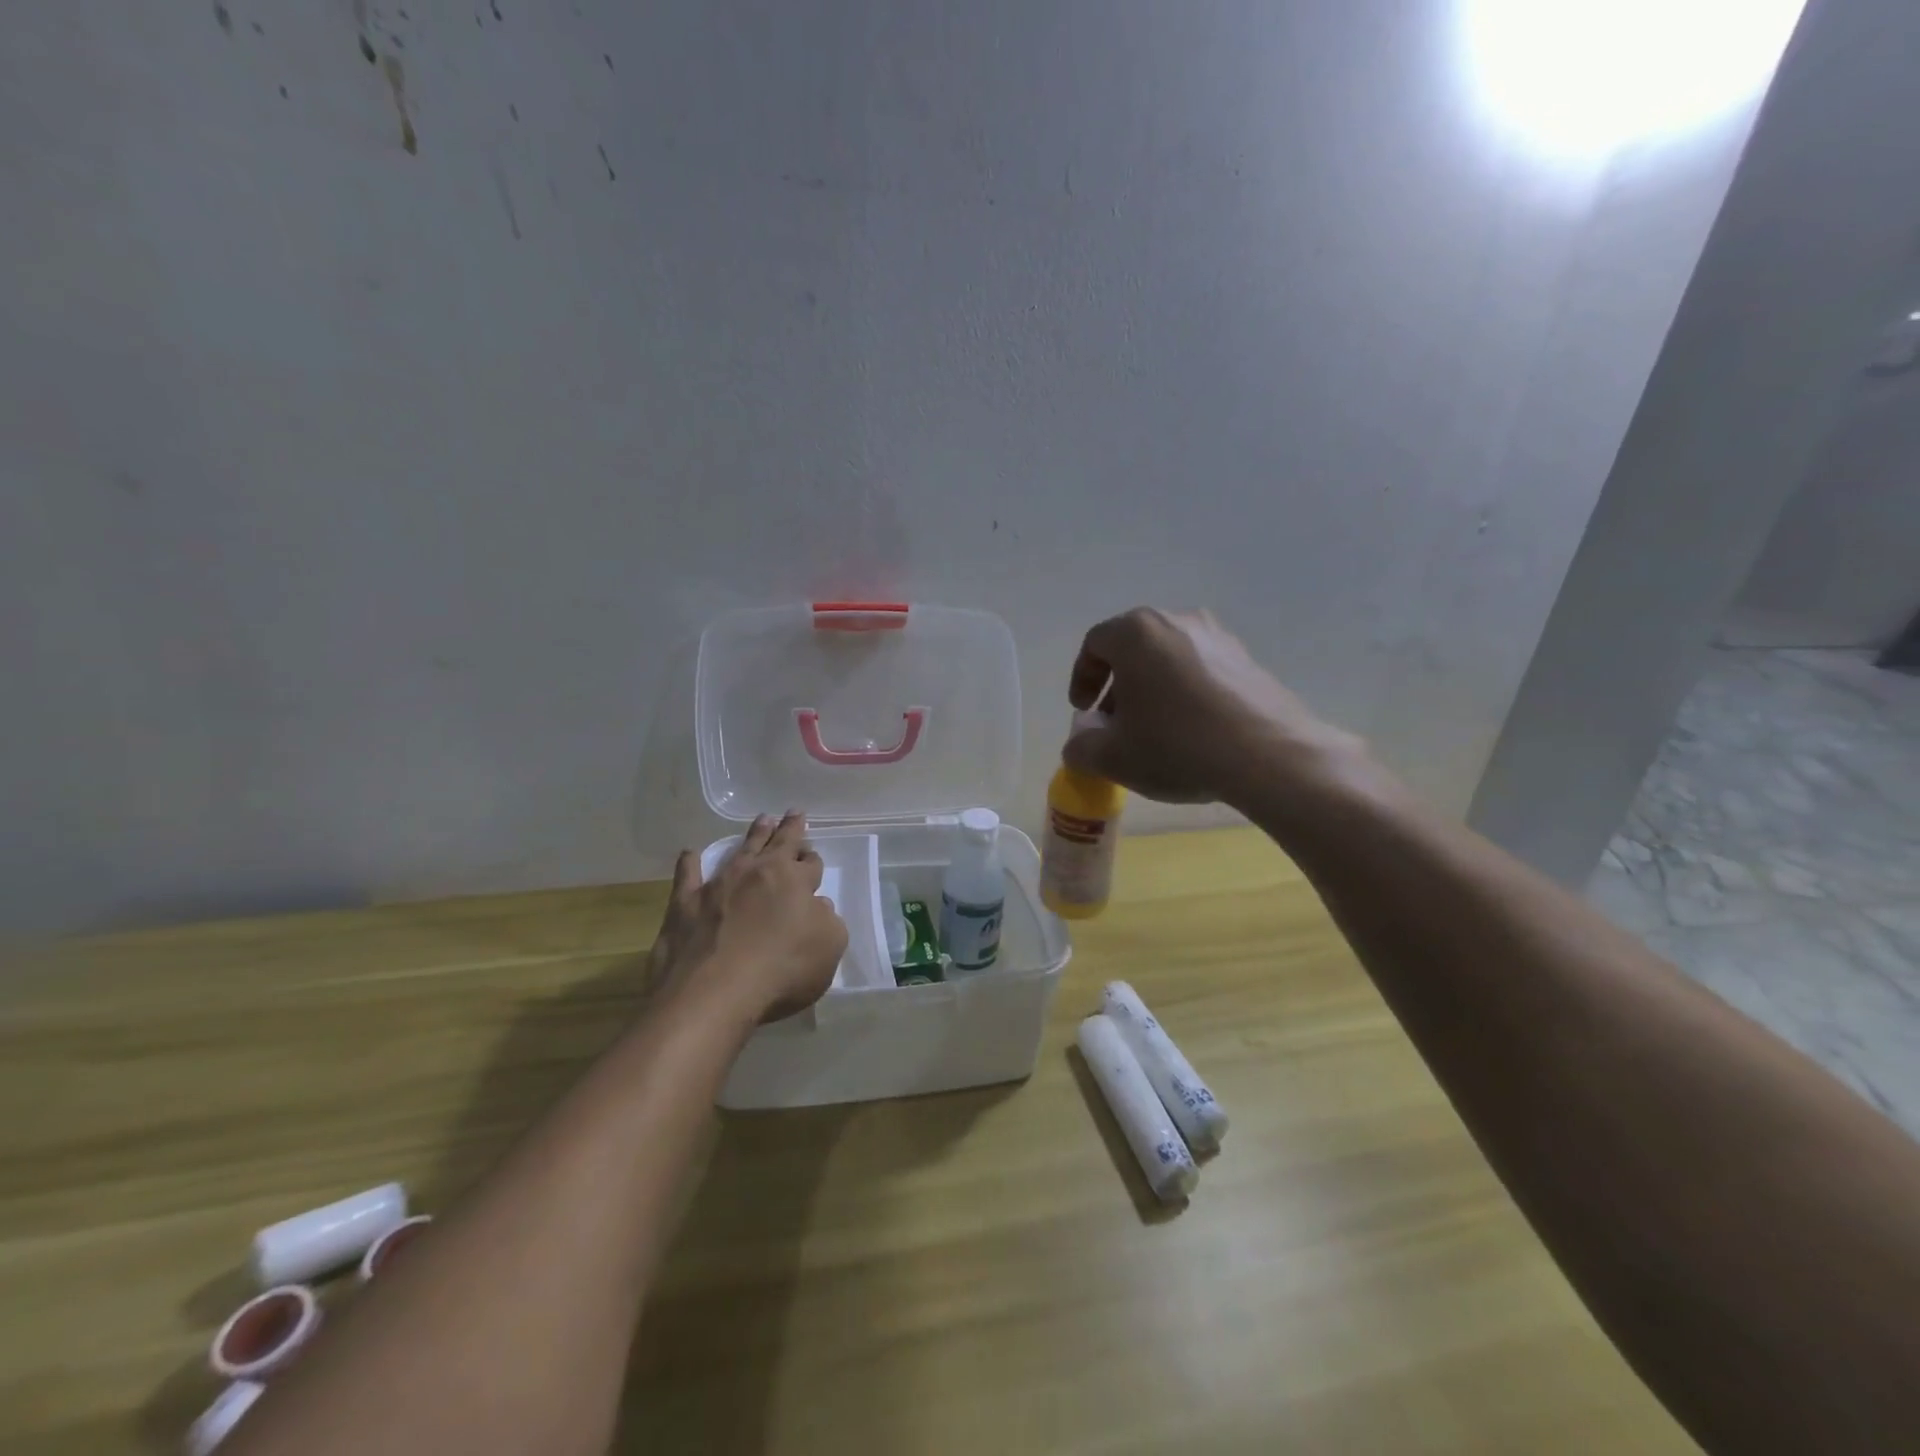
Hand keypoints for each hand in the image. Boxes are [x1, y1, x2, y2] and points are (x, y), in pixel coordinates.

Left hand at [646, 812, 848, 1024]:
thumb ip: (828, 921)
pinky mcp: (684, 905)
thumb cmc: (781, 970)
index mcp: (794, 881)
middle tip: (794, 813)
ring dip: (753, 835)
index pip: (809, 863)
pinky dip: (689, 863)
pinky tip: (690, 854)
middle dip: (789, 829)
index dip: (813, 861)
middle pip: (778, 844)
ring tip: (762, 820)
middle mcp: (757, 873)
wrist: (714, 992)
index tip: (812, 860)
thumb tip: (818, 907)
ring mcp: (718, 885)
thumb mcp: (828, 948)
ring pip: (740, 850)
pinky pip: (687, 875)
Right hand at [1064, 608, 1366, 808]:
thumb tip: (1079, 745)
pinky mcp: (1248, 659)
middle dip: (1118, 685)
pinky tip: (1192, 731)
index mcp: (1137, 632)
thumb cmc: (1176, 745)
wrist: (1268, 756)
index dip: (1082, 678)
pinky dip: (1186, 693)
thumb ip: (1081, 747)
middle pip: (1133, 648)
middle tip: (1115, 724)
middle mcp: (1177, 621)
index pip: (1095, 644)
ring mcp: (1218, 637)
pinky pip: (1201, 670)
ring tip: (1154, 730)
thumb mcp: (1112, 757)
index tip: (1083, 711)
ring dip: (1152, 689)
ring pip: (1168, 658)